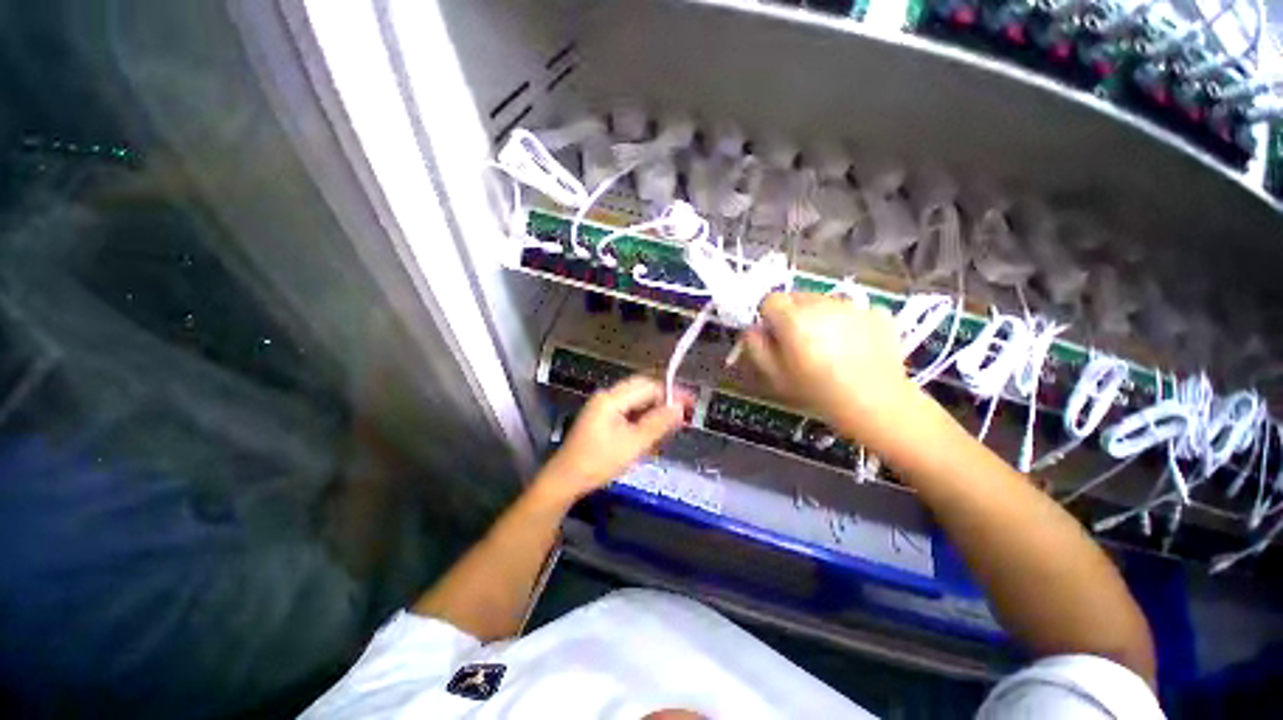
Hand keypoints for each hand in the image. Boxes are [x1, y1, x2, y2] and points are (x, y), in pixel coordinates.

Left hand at [535, 376, 686, 504]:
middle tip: (682, 416)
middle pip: (642, 391)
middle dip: (663, 403)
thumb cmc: (599, 462)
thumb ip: (658, 423)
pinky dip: (642, 421)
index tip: (691, 402)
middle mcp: (607, 397)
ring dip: (653, 413)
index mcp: (611, 398)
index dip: (671, 393)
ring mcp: (603, 407)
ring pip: (637, 402)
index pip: (648, 386)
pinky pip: (628, 413)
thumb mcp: (633, 444)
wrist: (566, 480)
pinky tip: (650, 436)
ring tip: (668, 430)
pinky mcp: (602, 419)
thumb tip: (680, 407)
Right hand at [743, 292, 917, 438]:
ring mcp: (853, 305)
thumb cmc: (819, 393)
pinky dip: (848, 321)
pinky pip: (852, 309)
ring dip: (820, 316)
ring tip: (830, 346)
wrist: (878, 404)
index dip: (769, 318)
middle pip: (797, 297)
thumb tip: (752, 330)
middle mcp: (822, 304)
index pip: (770, 300)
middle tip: (802, 343)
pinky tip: (854, 345)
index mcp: (793, 319)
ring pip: (824, 301)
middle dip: (793, 314)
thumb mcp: (775, 376)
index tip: (776, 337)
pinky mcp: (877, 311)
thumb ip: (756, 347)